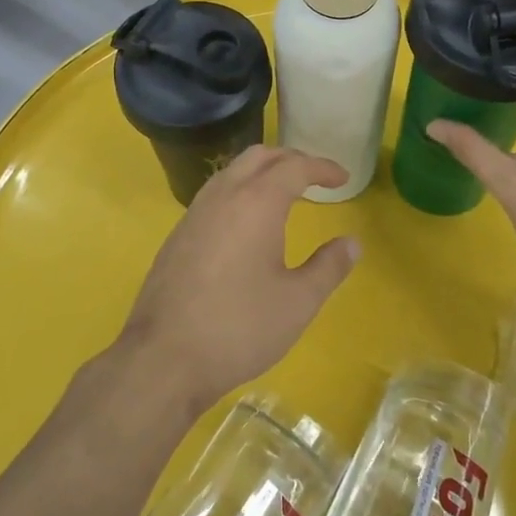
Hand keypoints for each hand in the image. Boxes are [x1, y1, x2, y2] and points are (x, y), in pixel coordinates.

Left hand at [119, 146, 360, 412]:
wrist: (164, 358)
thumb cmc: (239, 327)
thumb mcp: (298, 302)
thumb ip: (329, 267)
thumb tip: (351, 243)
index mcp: (256, 203)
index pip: (294, 167)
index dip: (322, 168)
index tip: (342, 178)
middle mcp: (223, 196)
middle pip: (259, 157)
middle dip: (290, 159)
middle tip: (315, 178)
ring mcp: (194, 214)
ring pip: (232, 172)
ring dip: (261, 172)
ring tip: (284, 193)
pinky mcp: (177, 235)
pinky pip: (214, 194)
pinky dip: (239, 191)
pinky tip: (247, 223)